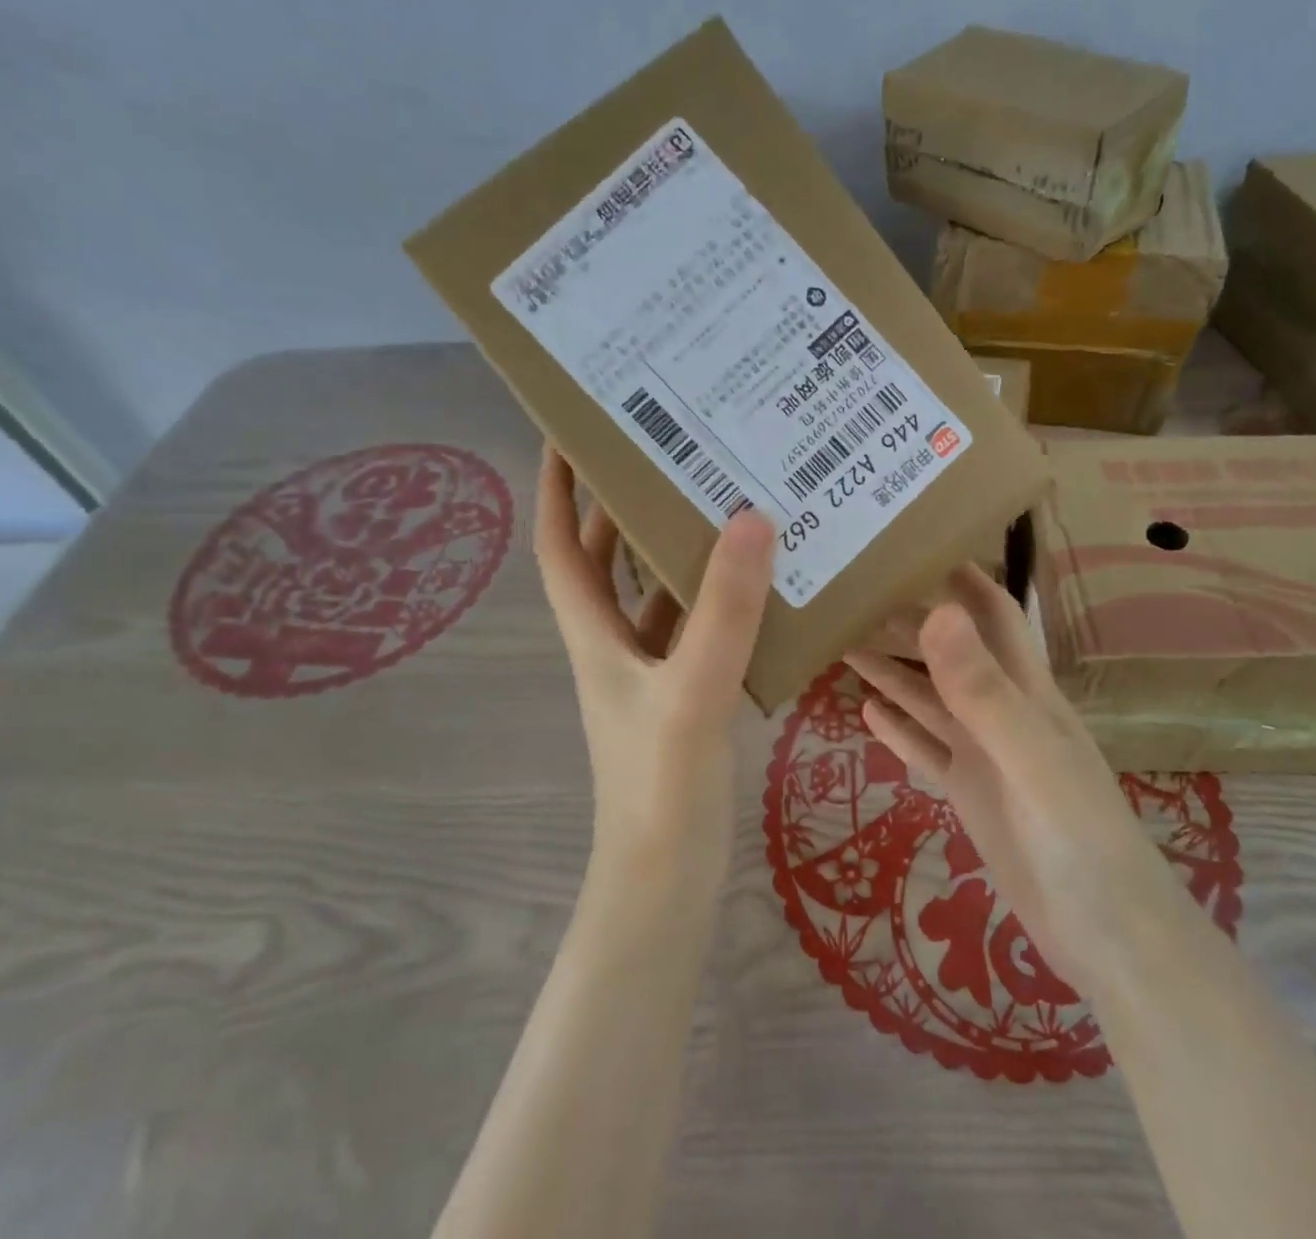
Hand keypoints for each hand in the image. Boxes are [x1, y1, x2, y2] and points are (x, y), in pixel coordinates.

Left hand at [535, 446, 774, 883]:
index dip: (556, 487)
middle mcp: (614, 644)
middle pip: (605, 559)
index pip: (558, 544)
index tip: (570, 431)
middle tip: (667, 450)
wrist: (666, 883)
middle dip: (621, 503)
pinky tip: (759, 582)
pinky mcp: (684, 695)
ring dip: (674, 549)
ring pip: (653, 592)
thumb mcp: (692, 691)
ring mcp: (650, 672)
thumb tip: (750, 516)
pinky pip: (696, 628)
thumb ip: (722, 611)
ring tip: (719, 498)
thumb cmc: (660, 787)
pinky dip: (716, 599)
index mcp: (594, 633)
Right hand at [846, 567, 1150, 984]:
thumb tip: (935, 612)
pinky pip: (926, 750)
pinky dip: (897, 730)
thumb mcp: (1030, 757)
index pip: (993, 613)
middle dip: (907, 620)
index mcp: (1026, 691)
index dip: (961, 575)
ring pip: (929, 699)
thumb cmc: (1081, 840)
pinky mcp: (969, 796)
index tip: (912, 544)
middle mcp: (1002, 713)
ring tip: (841, 642)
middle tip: (850, 594)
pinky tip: (865, 712)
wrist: (1111, 942)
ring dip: (891, 671)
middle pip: (948, 652)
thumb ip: (983, 689)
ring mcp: (984, 756)